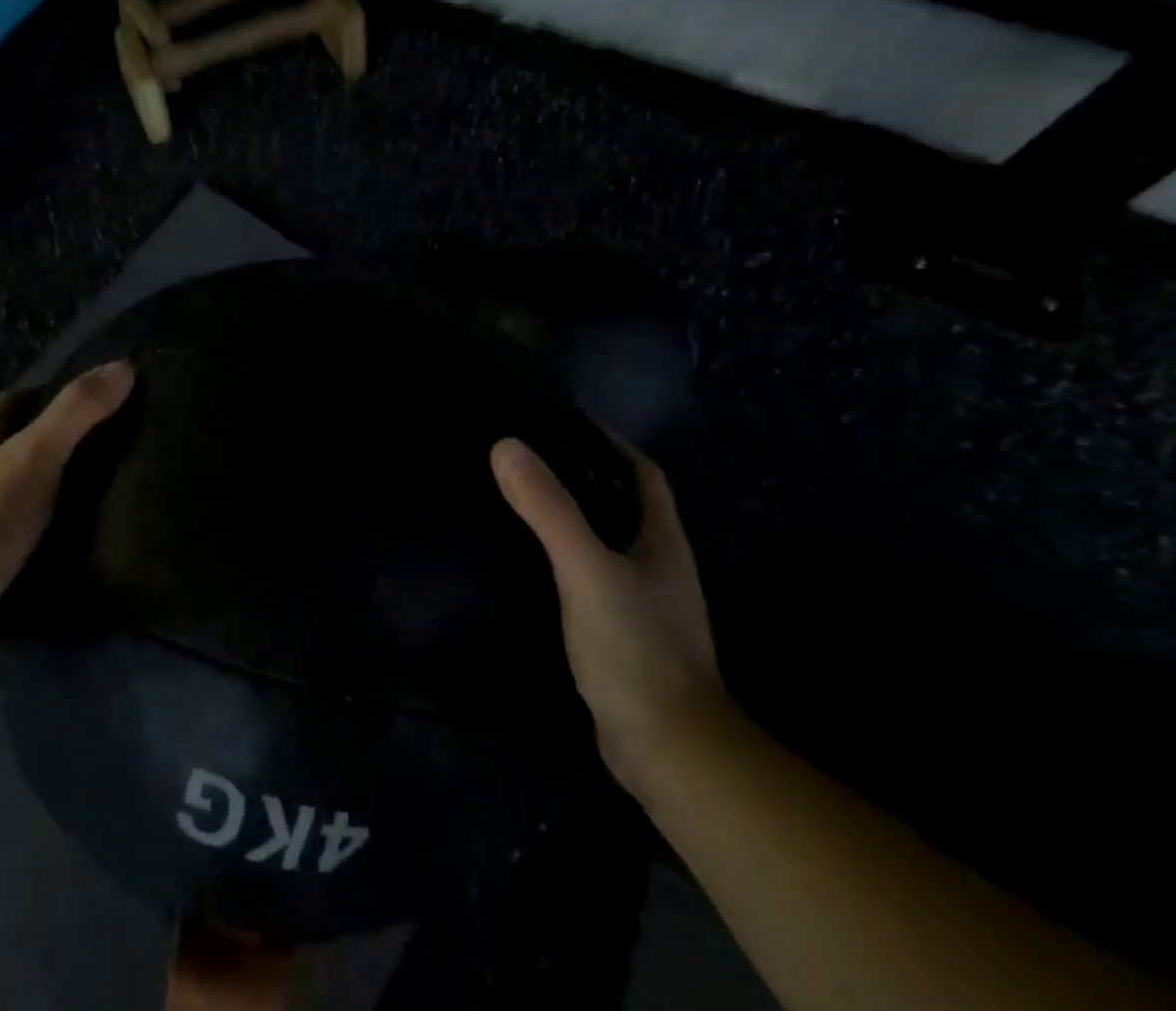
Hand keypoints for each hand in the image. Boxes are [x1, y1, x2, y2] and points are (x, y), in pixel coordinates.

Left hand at [0, 360, 134, 655]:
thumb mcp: (36, 454)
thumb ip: (77, 412)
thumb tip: (125, 367)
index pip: (19, 400)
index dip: (56, 393)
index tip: (99, 398)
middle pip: (20, 441)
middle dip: (59, 439)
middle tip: (111, 445)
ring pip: (22, 485)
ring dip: (54, 483)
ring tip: (105, 489)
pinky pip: (22, 527)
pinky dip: (49, 524)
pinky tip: (79, 533)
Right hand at [491, 435, 725, 795]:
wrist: (668, 751)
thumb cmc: (636, 648)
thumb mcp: (587, 569)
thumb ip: (549, 509)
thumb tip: (506, 445)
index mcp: (662, 541)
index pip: (642, 473)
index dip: (609, 443)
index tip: (561, 424)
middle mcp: (658, 566)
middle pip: (622, 504)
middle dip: (583, 476)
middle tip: (527, 459)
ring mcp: (643, 603)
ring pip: (605, 542)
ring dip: (573, 518)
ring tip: (520, 501)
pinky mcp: (622, 634)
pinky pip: (590, 579)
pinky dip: (564, 560)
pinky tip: (530, 563)